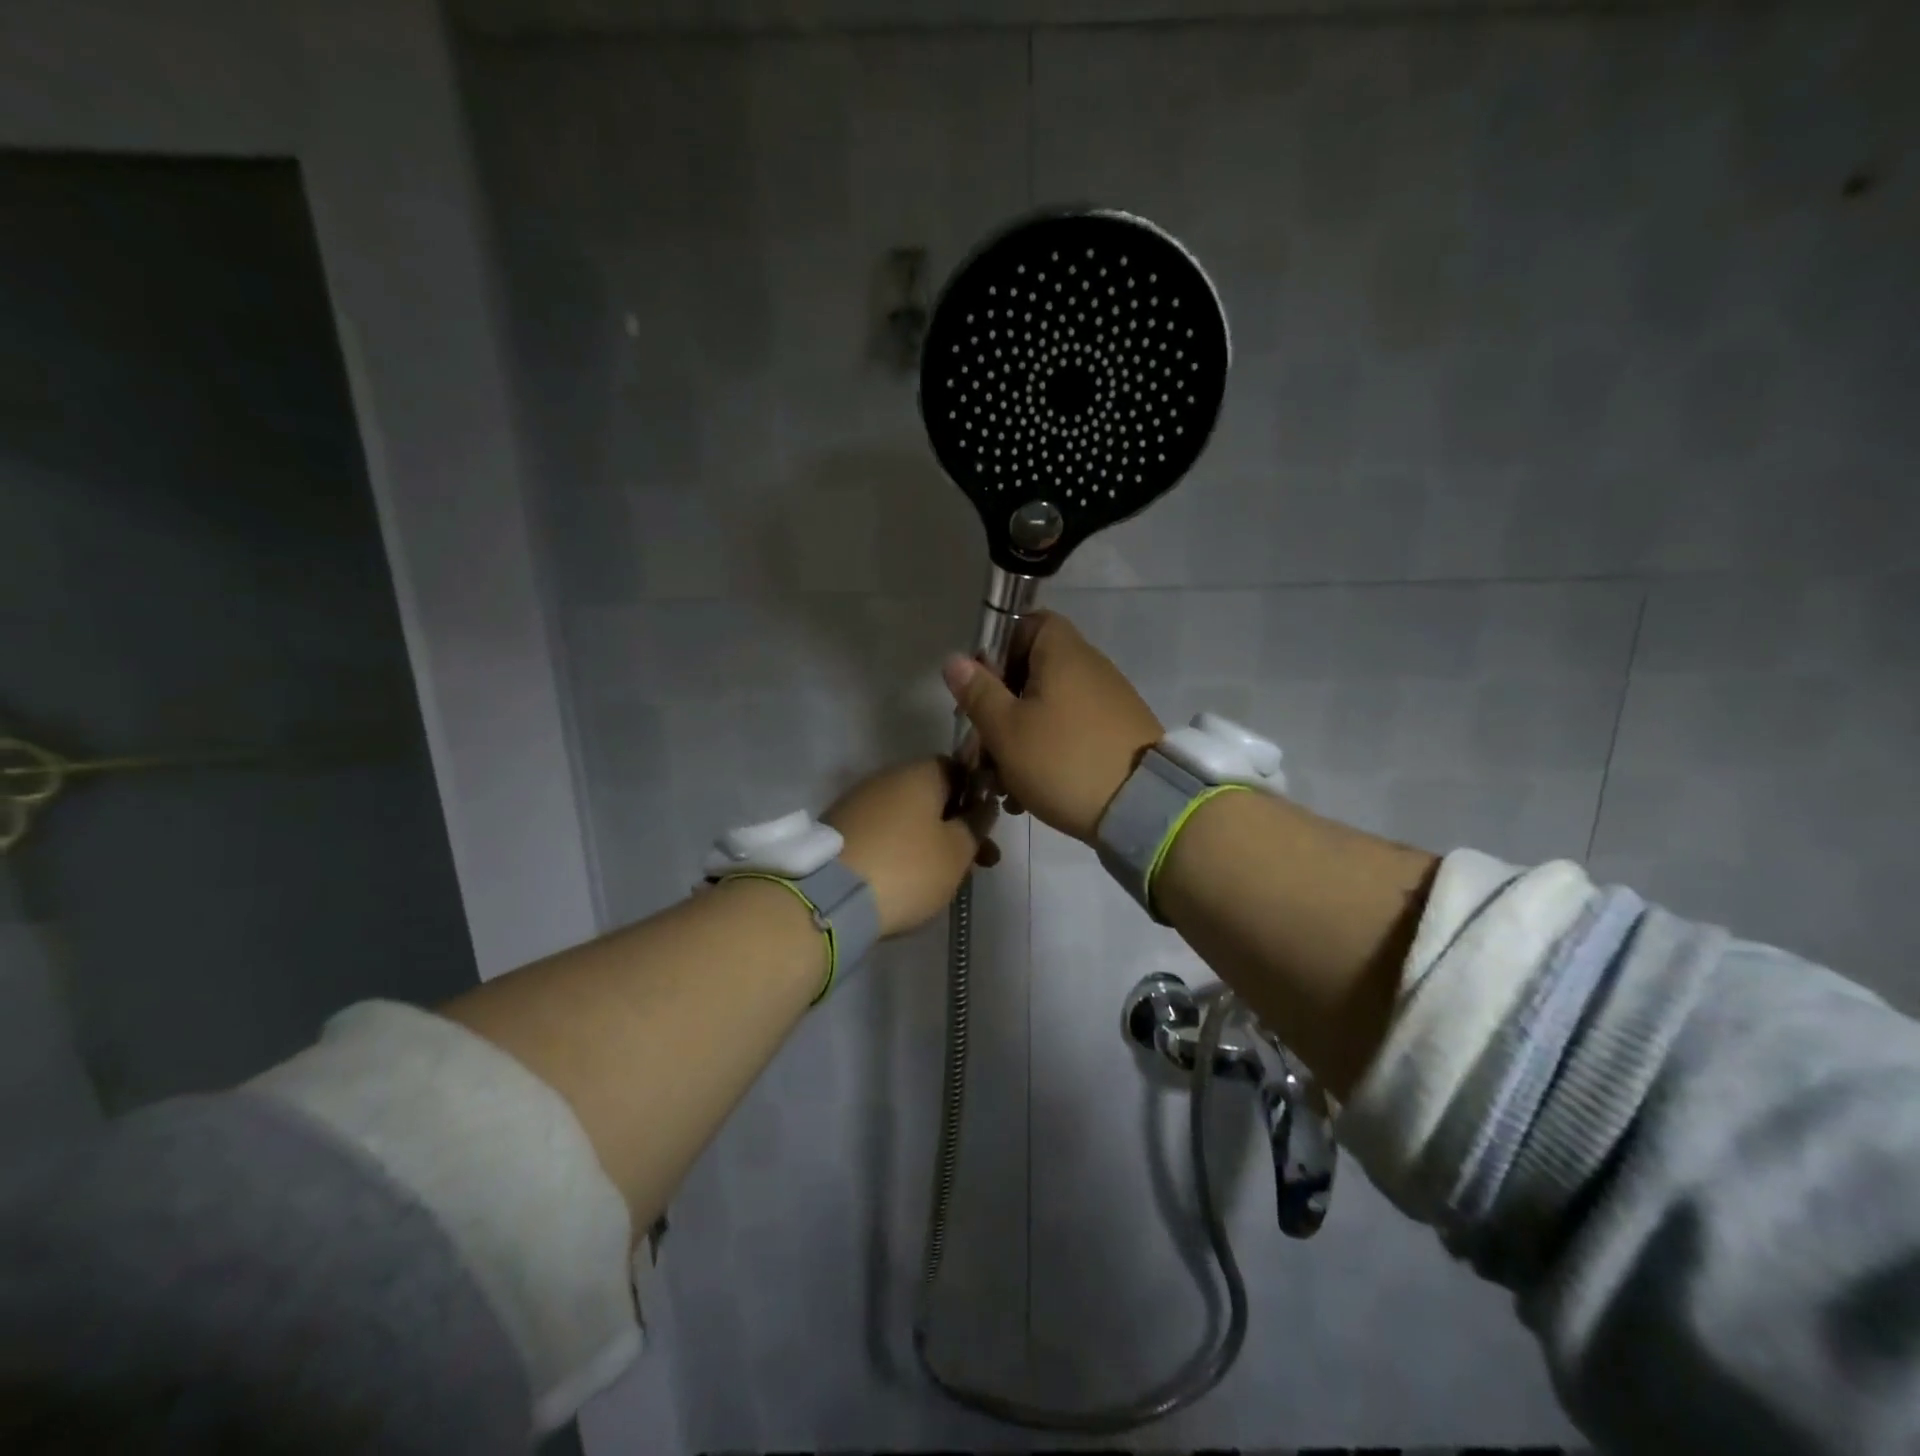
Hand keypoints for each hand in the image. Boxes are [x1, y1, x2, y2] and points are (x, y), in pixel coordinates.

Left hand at [825, 758, 996, 936]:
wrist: (829, 897)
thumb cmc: (907, 868)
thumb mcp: (957, 850)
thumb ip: (977, 824)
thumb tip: (983, 805)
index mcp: (920, 773)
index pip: (960, 769)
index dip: (978, 797)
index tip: (988, 829)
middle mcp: (887, 778)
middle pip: (933, 797)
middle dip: (957, 827)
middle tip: (979, 863)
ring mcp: (858, 803)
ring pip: (908, 818)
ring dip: (930, 842)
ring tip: (945, 880)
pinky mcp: (839, 831)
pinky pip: (882, 835)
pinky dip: (900, 852)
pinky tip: (907, 881)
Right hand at [942, 612, 1163, 843]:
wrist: (1141, 807)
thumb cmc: (1062, 759)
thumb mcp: (1006, 728)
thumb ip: (978, 691)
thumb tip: (955, 659)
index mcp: (1063, 653)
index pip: (1027, 624)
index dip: (997, 649)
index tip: (979, 687)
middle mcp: (1089, 668)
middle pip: (1031, 673)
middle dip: (999, 710)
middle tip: (979, 750)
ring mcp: (1107, 702)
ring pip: (1047, 709)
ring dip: (1018, 740)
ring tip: (1001, 784)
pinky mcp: (1116, 734)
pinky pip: (1070, 732)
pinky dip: (1046, 754)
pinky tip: (1028, 794)